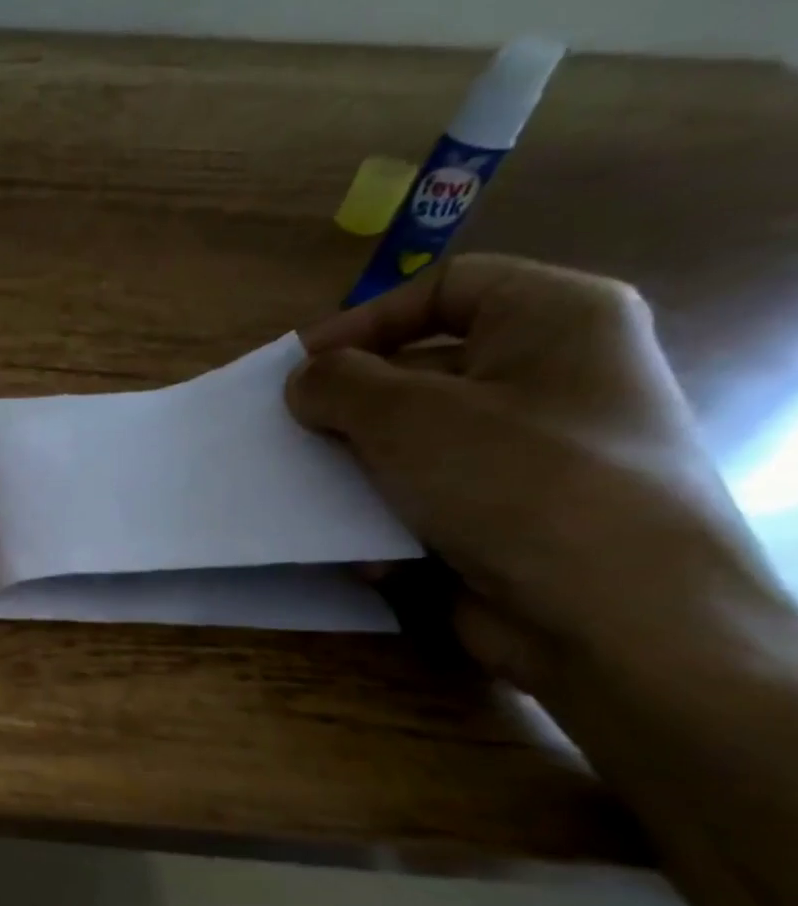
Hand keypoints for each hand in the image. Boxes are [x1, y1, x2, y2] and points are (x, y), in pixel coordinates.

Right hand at [285, 254, 784, 697]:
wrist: (614, 618)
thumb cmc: (516, 482)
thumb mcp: (407, 415)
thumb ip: (337, 383)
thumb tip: (306, 382)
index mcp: (555, 321)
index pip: (445, 286)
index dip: (366, 320)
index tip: (300, 368)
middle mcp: (551, 378)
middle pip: (421, 369)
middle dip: (349, 407)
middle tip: (292, 436)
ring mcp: (531, 453)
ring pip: (414, 442)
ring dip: (356, 470)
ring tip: (312, 496)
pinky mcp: (507, 516)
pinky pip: (426, 498)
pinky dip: (387, 518)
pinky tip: (369, 551)